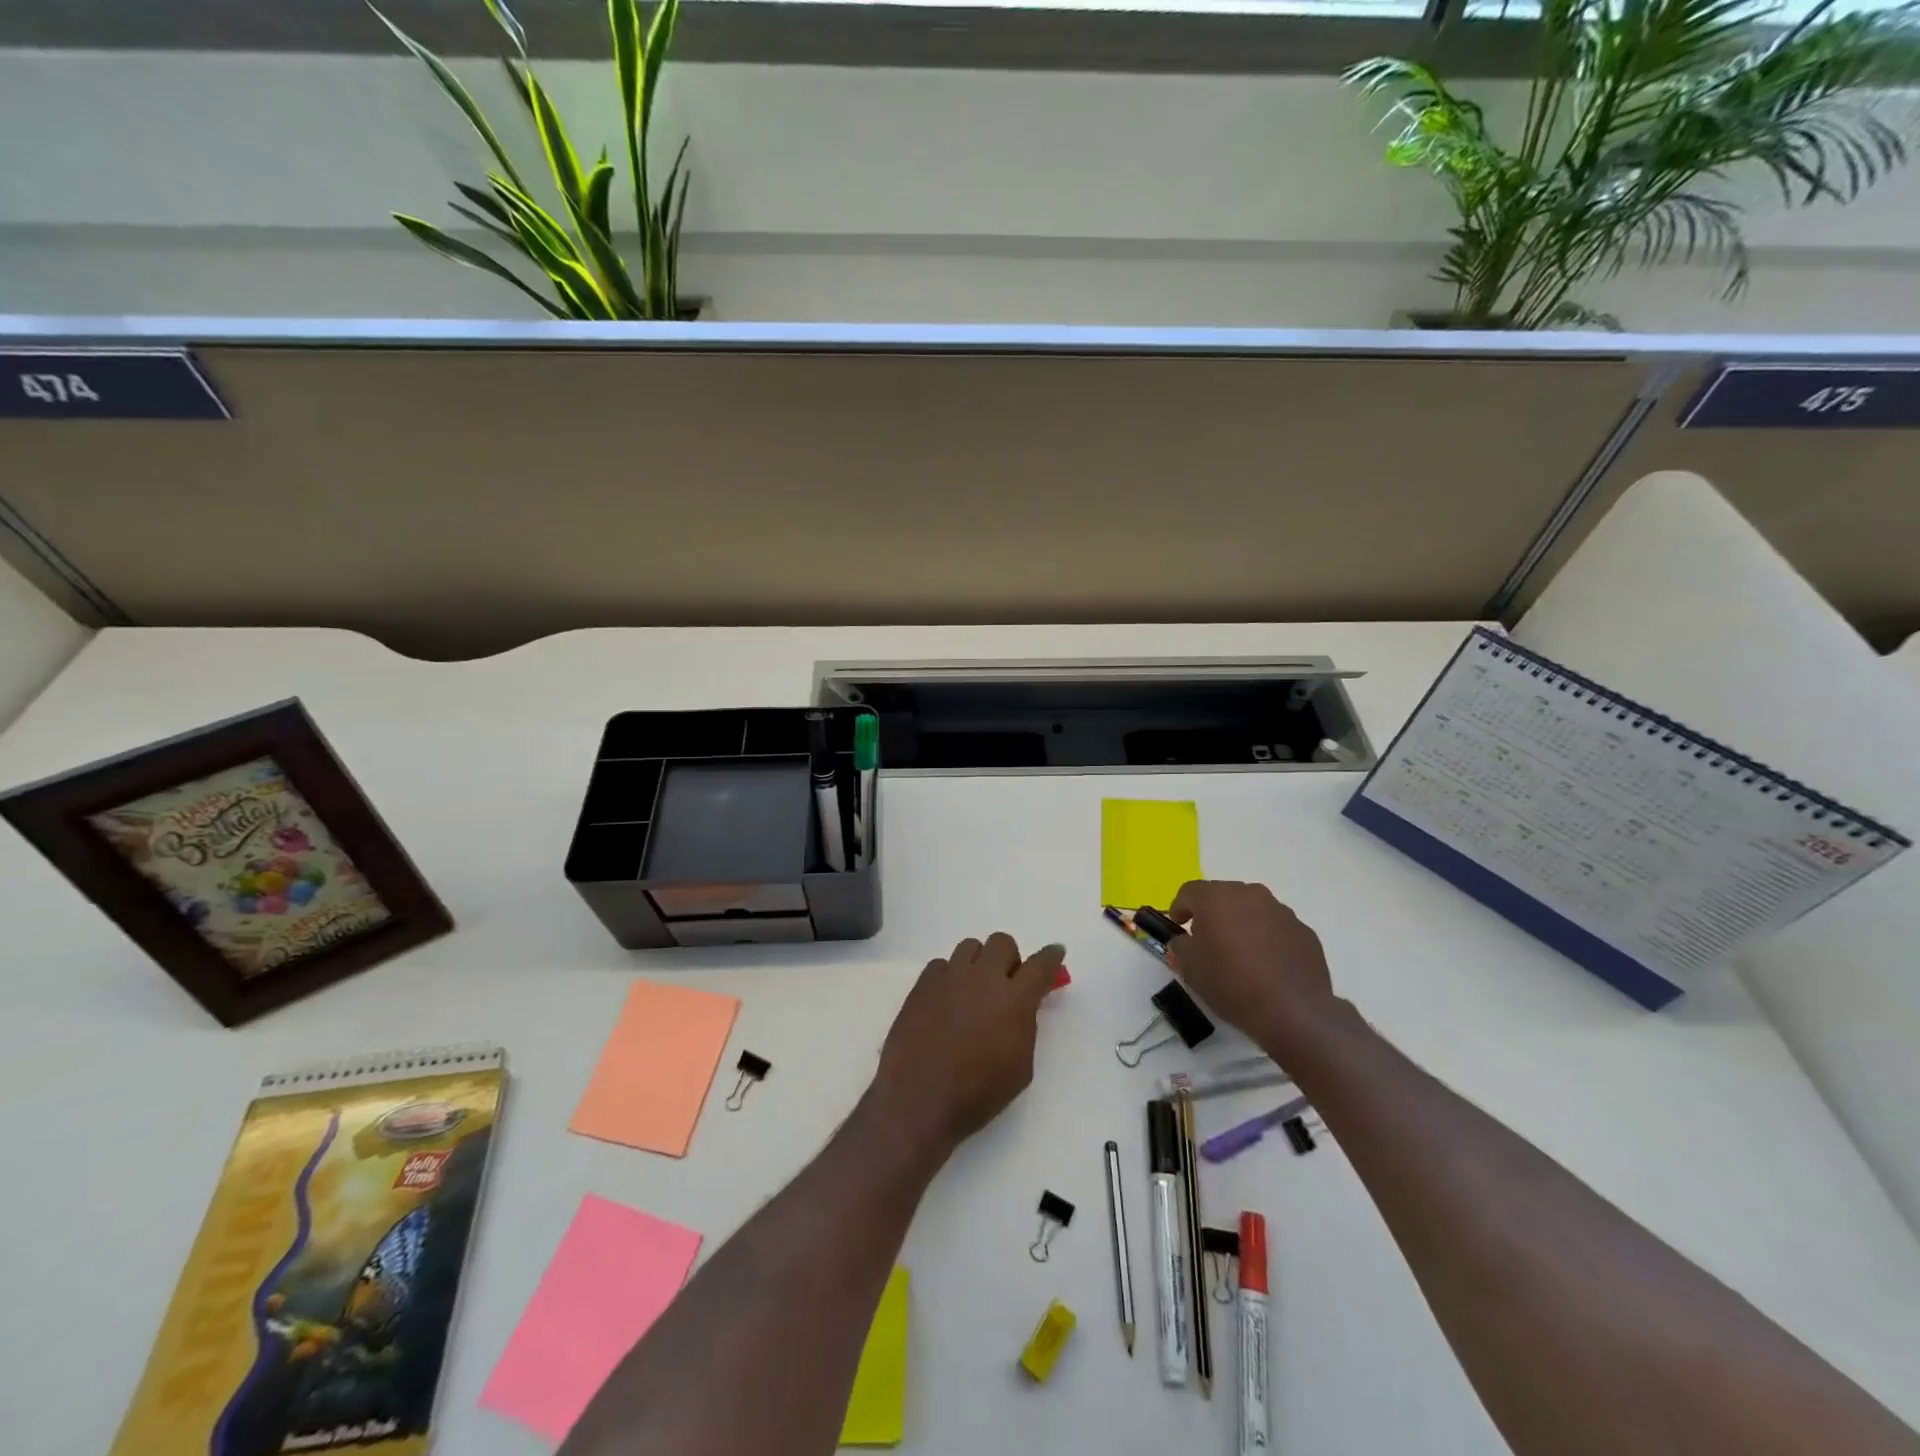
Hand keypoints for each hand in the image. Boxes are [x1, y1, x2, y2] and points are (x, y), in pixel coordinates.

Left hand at [869, 933, 1065, 1158]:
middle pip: (1002, 942)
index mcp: (1014, 1000)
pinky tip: (945, 1001)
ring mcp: (950, 977)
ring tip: (973, 990)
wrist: (919, 1099)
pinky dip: (949, 977)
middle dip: (1009, 959)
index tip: (1055, 952)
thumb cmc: (977, 1094)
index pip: (1040, 964)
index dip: (1051, 956)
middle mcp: (983, 978)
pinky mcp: (922, 984)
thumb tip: (1021, 1007)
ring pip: (970, 946)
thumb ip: (1025, 1027)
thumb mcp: (1020, 1068)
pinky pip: (941, 965)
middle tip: (1006, 983)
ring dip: (978, 963)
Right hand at [1165, 881, 1337, 1054]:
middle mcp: (1250, 894)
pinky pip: (1276, 928)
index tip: (1177, 926)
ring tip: (1239, 954)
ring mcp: (1281, 911)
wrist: (1294, 1011)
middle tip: (1207, 940)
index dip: (1179, 907)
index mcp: (1217, 898)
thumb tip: (1187, 940)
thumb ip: (1180, 945)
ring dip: (1240, 924)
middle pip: (1222, 896)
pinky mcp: (1304, 931)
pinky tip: (1266, 966)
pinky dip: (1266, 939)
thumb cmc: (1232, 984)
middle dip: (1211, 914)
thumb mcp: (1189, 967)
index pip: (1189, 891)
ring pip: (1252, 910)